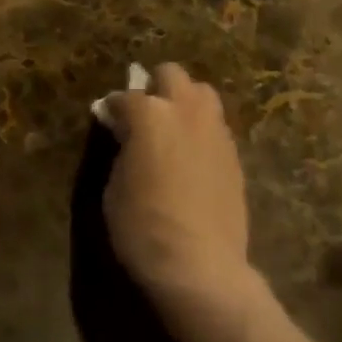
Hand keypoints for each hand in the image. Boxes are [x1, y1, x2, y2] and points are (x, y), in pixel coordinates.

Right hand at [99, 64, 251, 316]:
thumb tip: (126, 137)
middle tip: (145, 115)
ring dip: (184, 102)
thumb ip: (121, 149)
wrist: (200, 266)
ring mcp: (215, 129)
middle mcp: (185, 110)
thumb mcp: (115, 187)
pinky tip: (193, 156)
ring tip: (173, 129)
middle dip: (155, 87)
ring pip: (201, 93)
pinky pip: (216, 125)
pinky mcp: (234, 154)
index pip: (124, 97)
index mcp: (149, 114)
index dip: (112, 109)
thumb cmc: (144, 227)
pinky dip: (201, 130)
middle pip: (171, 74)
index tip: (108, 120)